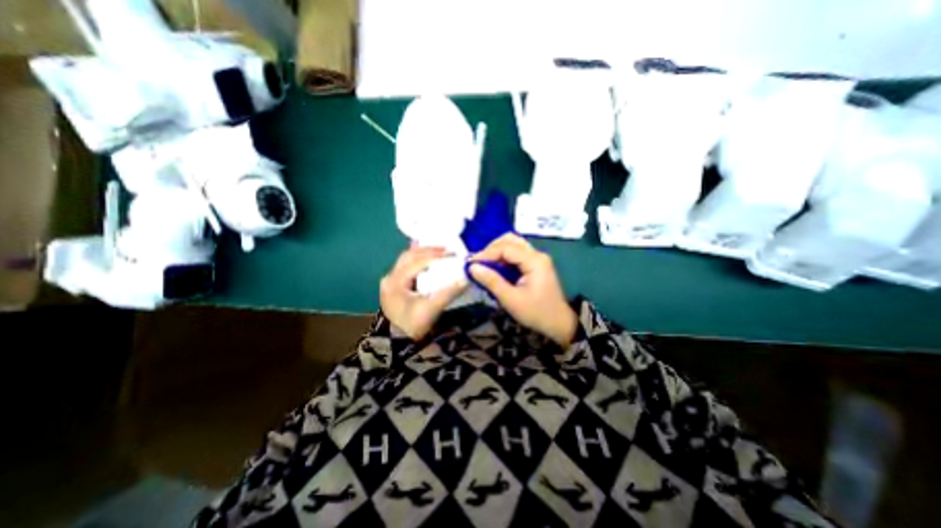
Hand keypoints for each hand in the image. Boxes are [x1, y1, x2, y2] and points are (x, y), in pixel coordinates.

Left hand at [379, 246, 467, 340]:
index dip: (436, 255)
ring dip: (422, 253)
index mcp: (396, 281)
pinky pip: (405, 267)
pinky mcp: (394, 287)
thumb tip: (466, 279)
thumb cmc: (412, 326)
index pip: (418, 261)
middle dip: (428, 250)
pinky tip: (425, 259)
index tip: (453, 254)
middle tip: (446, 249)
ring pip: (406, 260)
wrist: (395, 345)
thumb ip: (448, 293)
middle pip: (409, 256)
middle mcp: (390, 277)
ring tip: (438, 251)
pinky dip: (417, 261)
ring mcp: (390, 282)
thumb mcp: (431, 310)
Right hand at [468, 235, 577, 346]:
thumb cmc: (536, 312)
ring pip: (513, 245)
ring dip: (497, 251)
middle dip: (492, 248)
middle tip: (478, 262)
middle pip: (511, 240)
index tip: (471, 263)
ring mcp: (537, 258)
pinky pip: (517, 254)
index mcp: (534, 261)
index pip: (506, 248)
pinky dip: (504, 257)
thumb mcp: (511, 299)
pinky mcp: (535, 264)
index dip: (486, 253)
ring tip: (484, 264)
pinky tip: (495, 267)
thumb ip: (492, 281)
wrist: (558, 323)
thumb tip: (472, 267)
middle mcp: (537, 254)